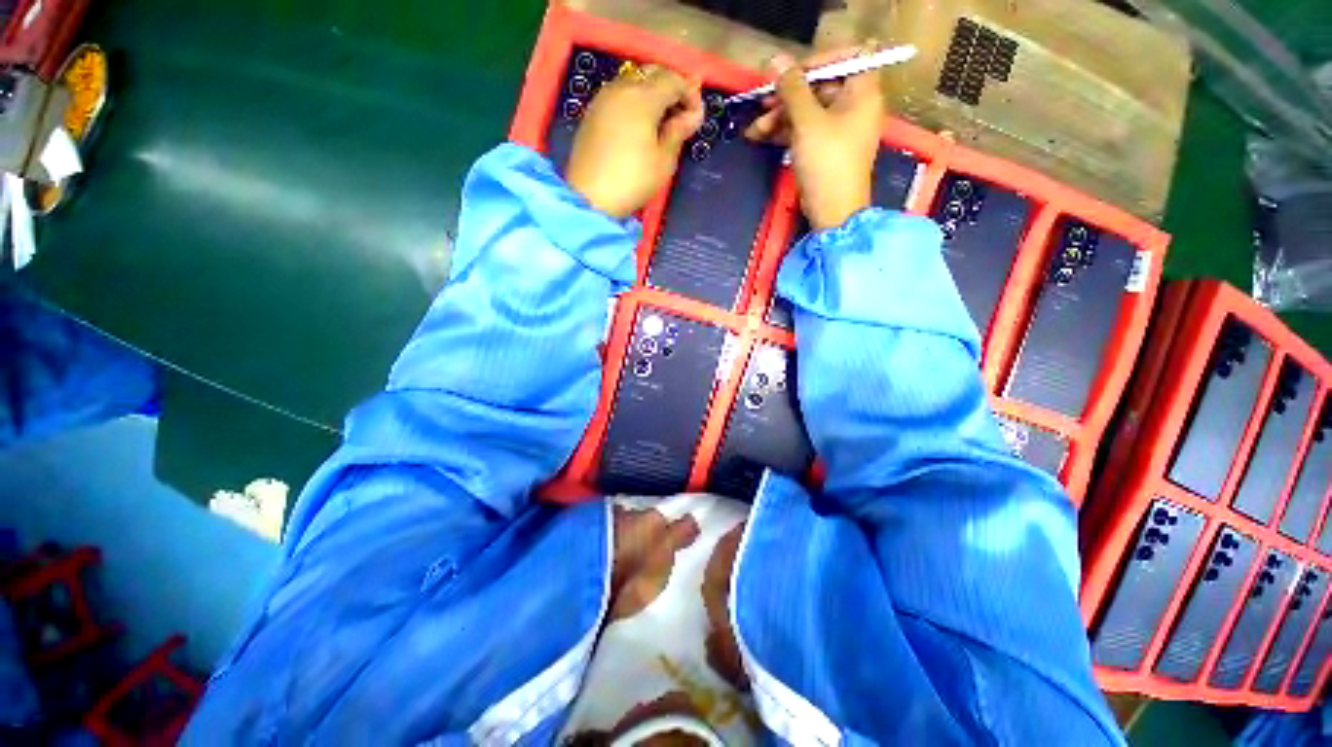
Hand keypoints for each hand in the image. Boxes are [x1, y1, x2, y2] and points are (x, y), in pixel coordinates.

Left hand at [566, 65, 704, 217]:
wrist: (589, 198)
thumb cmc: (633, 181)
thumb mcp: (663, 161)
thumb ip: (678, 132)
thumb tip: (691, 115)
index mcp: (643, 97)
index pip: (673, 80)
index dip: (690, 94)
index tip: (696, 118)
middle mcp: (622, 88)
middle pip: (652, 73)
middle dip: (671, 88)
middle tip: (681, 115)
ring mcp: (603, 98)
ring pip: (633, 82)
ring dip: (651, 94)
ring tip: (661, 122)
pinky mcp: (592, 113)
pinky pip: (619, 95)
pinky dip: (634, 102)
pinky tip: (640, 125)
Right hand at [745, 49, 884, 230]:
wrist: (833, 211)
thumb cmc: (827, 162)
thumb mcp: (807, 122)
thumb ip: (791, 89)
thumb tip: (775, 59)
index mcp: (862, 92)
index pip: (844, 57)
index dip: (815, 62)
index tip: (788, 76)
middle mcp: (854, 106)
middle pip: (819, 87)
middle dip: (787, 97)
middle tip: (762, 104)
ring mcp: (839, 130)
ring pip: (807, 111)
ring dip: (780, 118)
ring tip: (754, 130)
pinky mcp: (826, 150)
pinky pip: (805, 131)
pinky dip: (785, 133)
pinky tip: (761, 137)